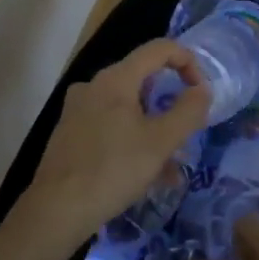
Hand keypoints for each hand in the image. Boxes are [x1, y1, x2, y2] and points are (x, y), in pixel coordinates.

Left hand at [22, 39, 210, 244]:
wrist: (55, 210)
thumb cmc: (113, 170)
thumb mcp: (161, 142)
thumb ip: (188, 112)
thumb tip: (203, 90)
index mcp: (116, 78)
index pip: (159, 49)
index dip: (188, 62)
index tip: (201, 93)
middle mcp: (94, 85)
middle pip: (144, 80)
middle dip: (171, 106)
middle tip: (187, 134)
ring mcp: (78, 109)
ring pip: (128, 109)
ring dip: (154, 131)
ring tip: (172, 169)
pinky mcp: (70, 133)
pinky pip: (111, 126)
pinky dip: (132, 141)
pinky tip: (146, 176)